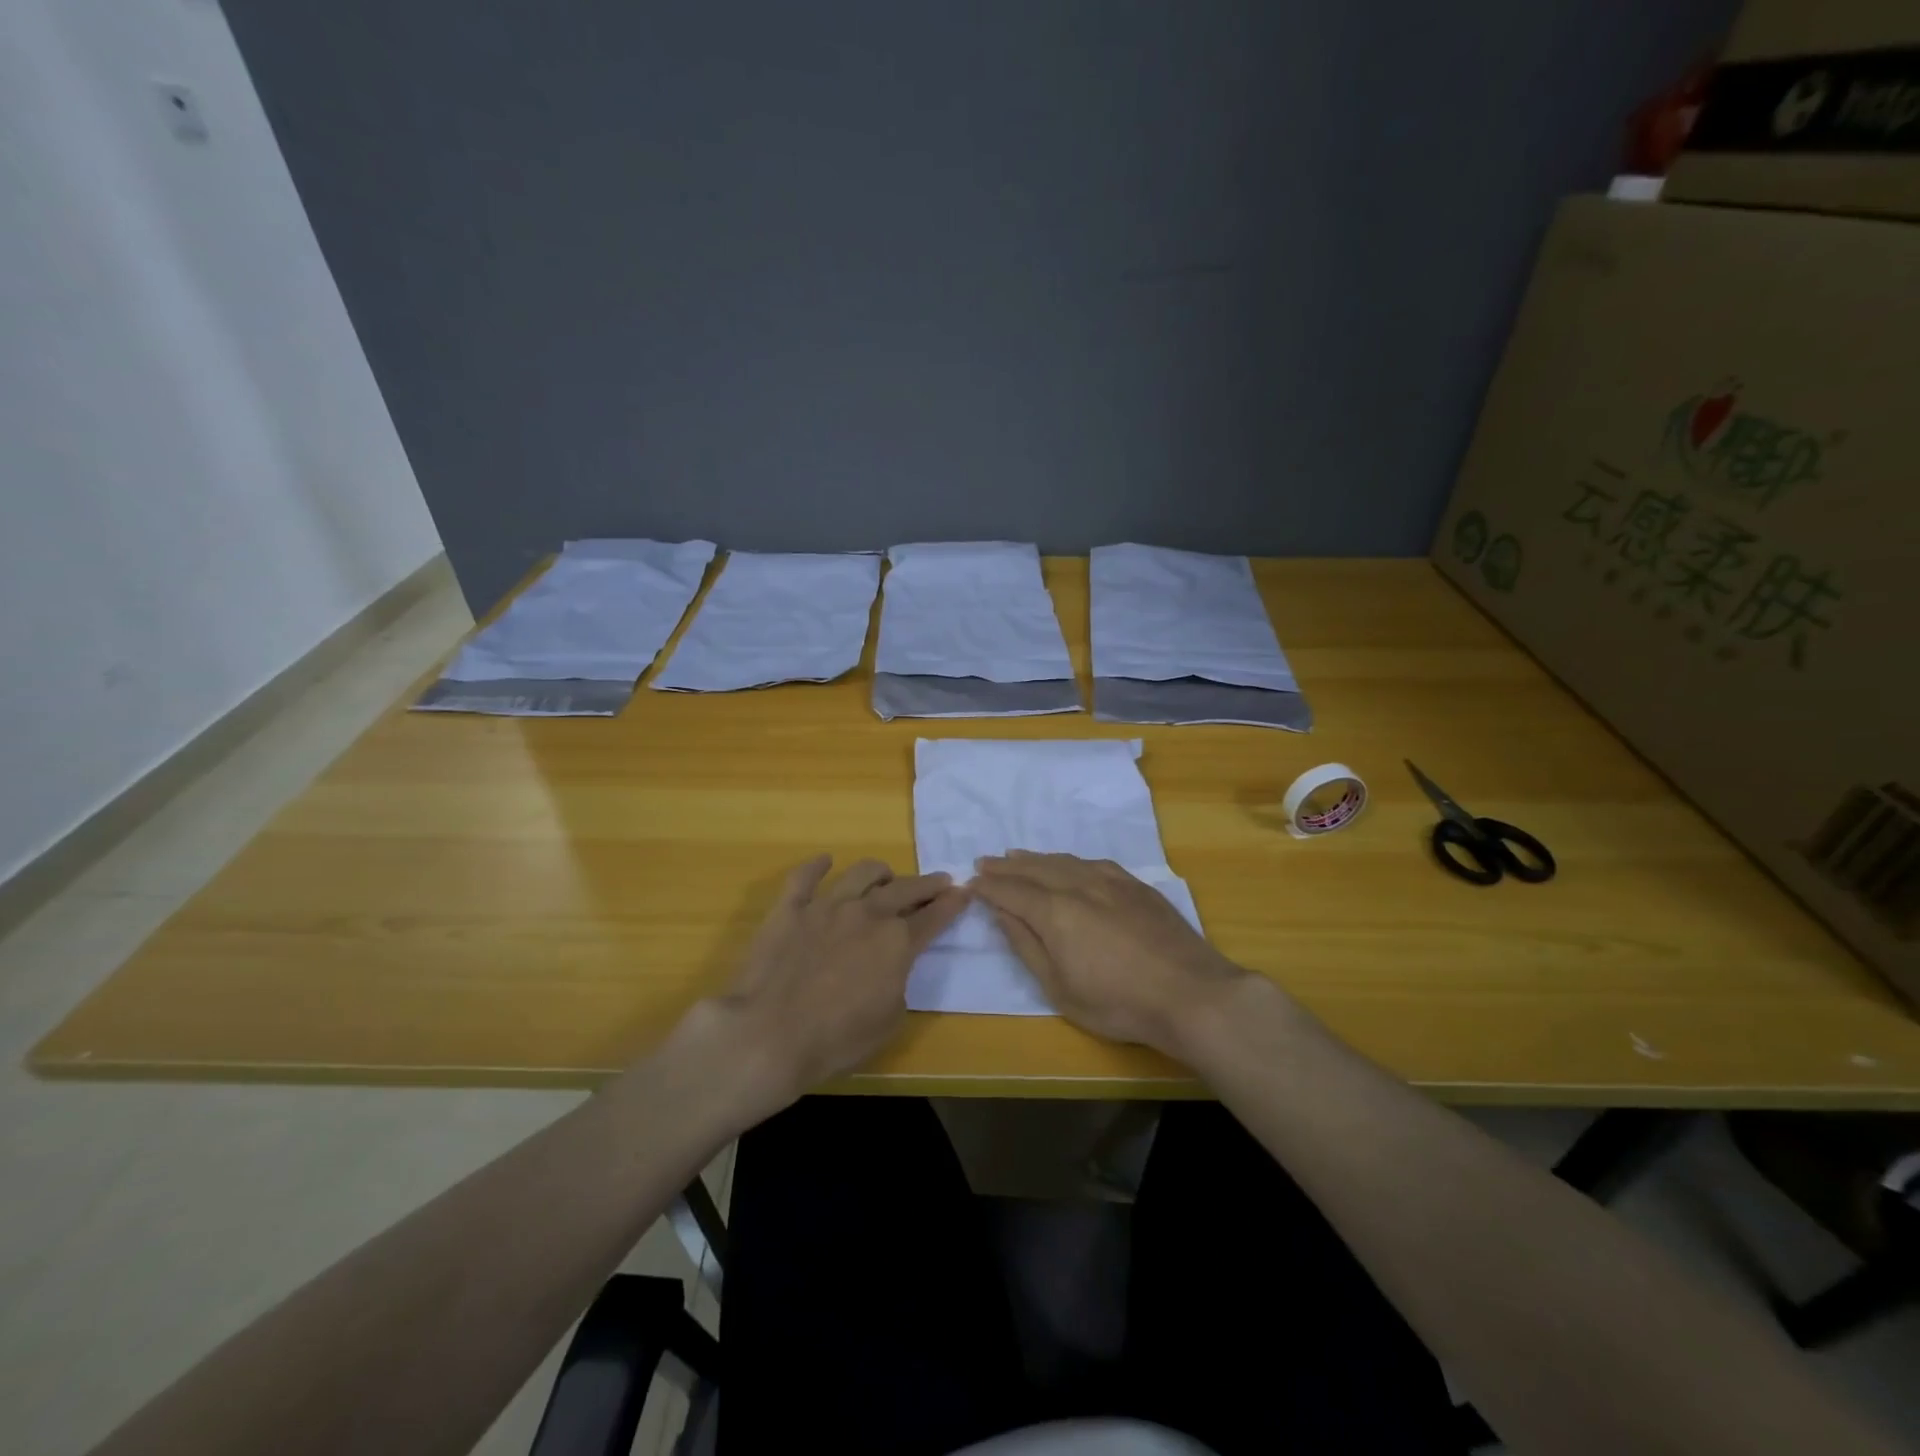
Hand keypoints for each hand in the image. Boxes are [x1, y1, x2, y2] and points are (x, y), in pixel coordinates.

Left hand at [694, 855, 967, 1113]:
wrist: (770, 1034)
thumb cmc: (837, 1038)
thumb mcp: (890, 1019)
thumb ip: (898, 981)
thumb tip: (892, 966)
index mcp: (896, 942)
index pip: (934, 916)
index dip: (952, 904)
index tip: (964, 892)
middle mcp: (867, 914)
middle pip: (905, 889)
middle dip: (927, 884)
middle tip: (939, 881)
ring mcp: (826, 906)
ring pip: (861, 873)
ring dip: (880, 872)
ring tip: (885, 876)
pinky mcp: (790, 909)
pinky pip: (804, 878)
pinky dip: (816, 867)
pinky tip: (824, 861)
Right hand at [971, 852, 1249, 1053]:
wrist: (1190, 994)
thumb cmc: (1118, 1002)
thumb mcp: (1059, 988)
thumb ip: (1027, 946)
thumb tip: (1002, 913)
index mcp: (1055, 911)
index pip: (1012, 891)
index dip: (990, 886)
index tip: (971, 881)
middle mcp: (1079, 885)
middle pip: (1035, 868)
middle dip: (1007, 865)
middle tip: (986, 861)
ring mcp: (1111, 881)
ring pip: (1064, 861)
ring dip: (1036, 858)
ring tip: (1018, 855)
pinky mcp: (1136, 885)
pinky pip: (1092, 862)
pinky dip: (1070, 860)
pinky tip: (1068, 863)